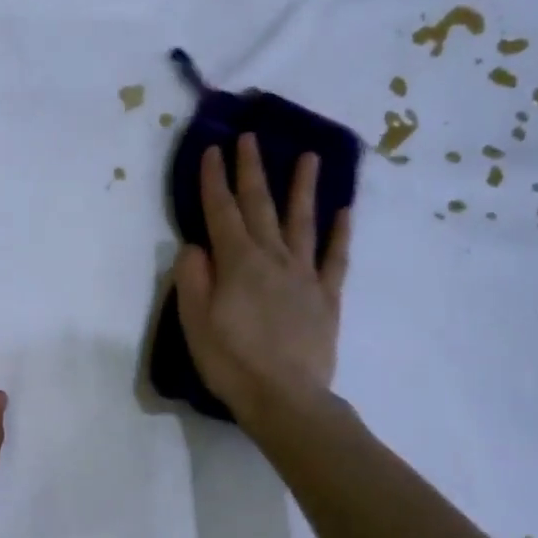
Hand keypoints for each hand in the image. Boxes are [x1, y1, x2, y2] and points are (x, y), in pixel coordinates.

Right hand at [173, 134, 351, 417]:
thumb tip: (195, 245)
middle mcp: (272, 258)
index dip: (214, 179)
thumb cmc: (231, 362)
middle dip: (251, 170)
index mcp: (237, 263)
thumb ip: (193, 278)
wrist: (285, 398)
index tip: (212, 149)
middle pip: (260, 206)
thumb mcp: (195, 322)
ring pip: (302, 222)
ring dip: (302, 188)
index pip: (221, 212)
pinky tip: (344, 212)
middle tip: (249, 138)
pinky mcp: (327, 297)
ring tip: (307, 157)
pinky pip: (336, 258)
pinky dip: (340, 233)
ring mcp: (304, 276)